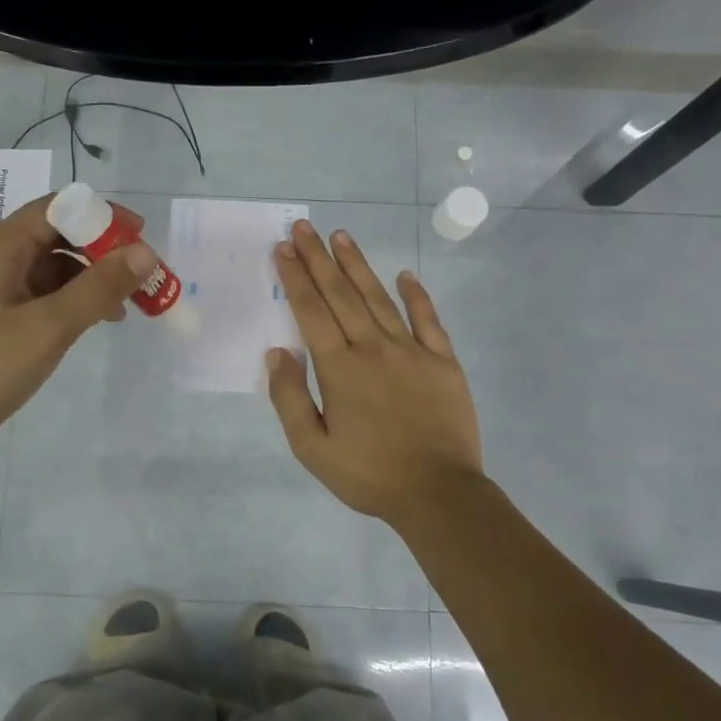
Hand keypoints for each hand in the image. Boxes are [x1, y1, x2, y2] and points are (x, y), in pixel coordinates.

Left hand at [0, 195, 155, 462]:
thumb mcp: (49, 327)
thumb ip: (99, 287)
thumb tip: (145, 253)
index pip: (56, 209)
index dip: (102, 216)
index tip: (142, 237)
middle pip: (53, 236)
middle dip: (99, 252)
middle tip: (139, 276)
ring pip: (47, 268)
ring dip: (86, 279)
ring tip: (123, 306)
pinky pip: (36, 294)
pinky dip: (67, 301)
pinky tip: (91, 322)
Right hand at [267, 219, 482, 524]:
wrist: (438, 493)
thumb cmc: (369, 474)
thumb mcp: (312, 448)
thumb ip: (290, 399)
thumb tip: (278, 353)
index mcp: (339, 368)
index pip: (311, 312)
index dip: (295, 278)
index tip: (283, 249)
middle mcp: (373, 348)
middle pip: (341, 295)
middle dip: (318, 259)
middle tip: (303, 228)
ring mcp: (412, 351)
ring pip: (379, 298)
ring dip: (357, 266)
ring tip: (341, 237)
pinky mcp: (442, 362)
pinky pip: (428, 320)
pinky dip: (416, 295)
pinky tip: (405, 275)